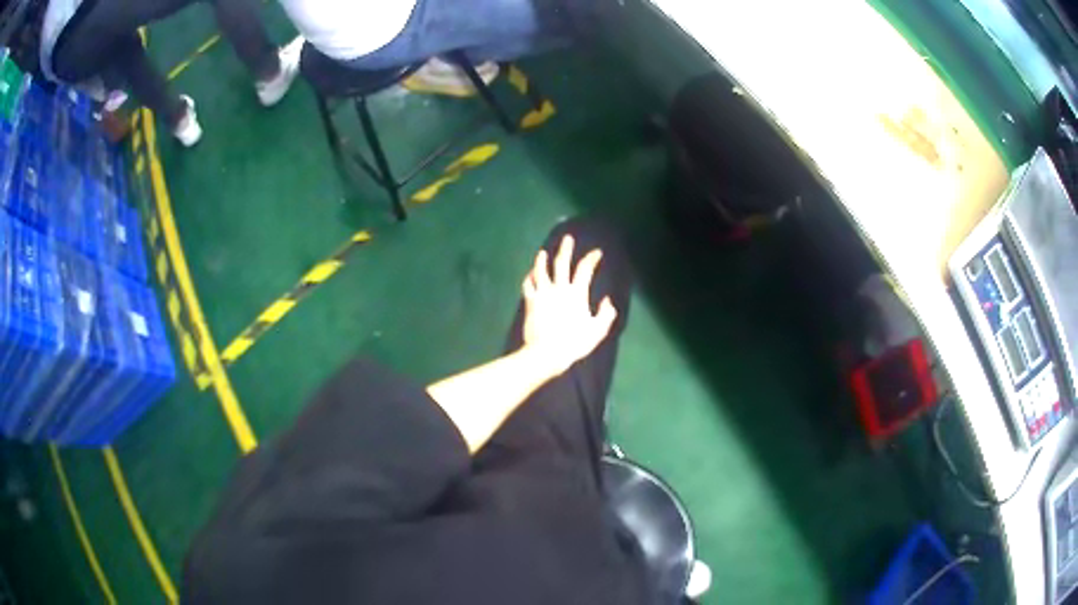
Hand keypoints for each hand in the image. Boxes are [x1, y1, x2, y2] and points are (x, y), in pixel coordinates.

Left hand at [520, 235, 617, 376]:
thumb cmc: (574, 343)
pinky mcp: (530, 302)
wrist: (546, 352)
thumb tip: (608, 301)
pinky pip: (528, 285)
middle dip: (565, 248)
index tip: (597, 253)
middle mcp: (559, 288)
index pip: (585, 269)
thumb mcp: (597, 331)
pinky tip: (530, 275)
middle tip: (567, 238)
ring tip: (542, 252)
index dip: (592, 258)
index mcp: (577, 294)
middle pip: (561, 262)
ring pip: (540, 270)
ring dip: (541, 260)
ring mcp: (542, 294)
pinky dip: (529, 278)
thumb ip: (606, 315)